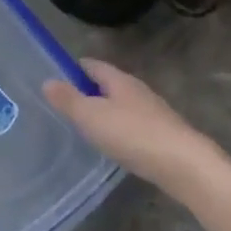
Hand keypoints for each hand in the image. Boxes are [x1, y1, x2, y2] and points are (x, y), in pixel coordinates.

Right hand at [43, 59, 219, 190]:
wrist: (182, 164)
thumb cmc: (132, 134)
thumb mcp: (91, 116)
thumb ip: (68, 99)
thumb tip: (47, 80)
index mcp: (120, 81)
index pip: (93, 65)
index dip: (74, 68)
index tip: (56, 77)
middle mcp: (138, 91)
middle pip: (109, 84)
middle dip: (89, 90)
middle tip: (65, 104)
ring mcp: (153, 112)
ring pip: (122, 105)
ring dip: (104, 111)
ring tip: (84, 125)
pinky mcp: (161, 134)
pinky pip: (132, 125)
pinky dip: (118, 129)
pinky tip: (111, 144)